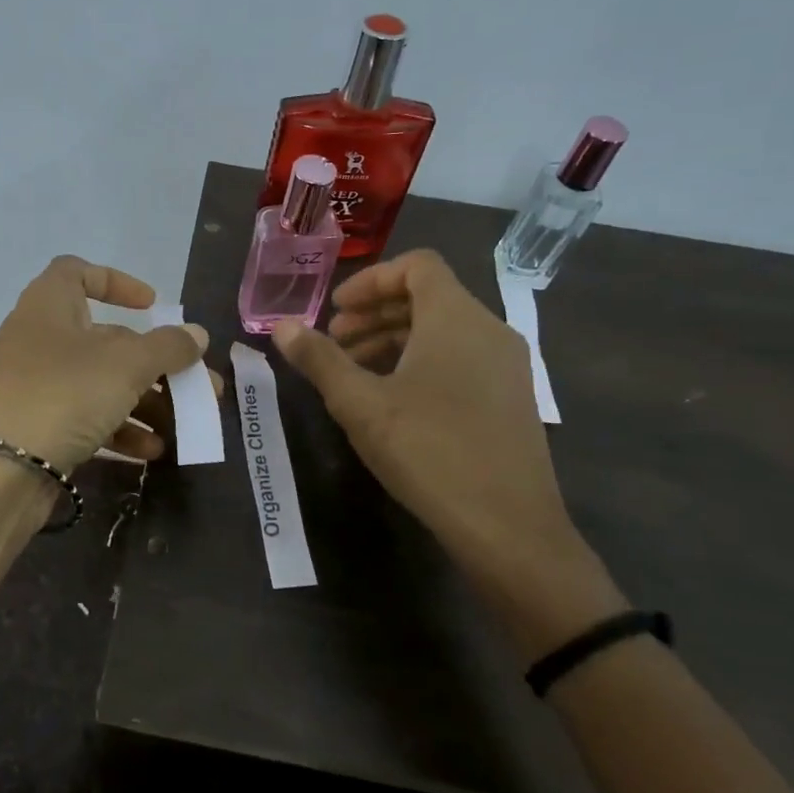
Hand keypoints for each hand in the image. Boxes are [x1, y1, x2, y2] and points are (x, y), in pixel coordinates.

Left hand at [0, 256, 209, 472]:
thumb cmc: (63, 395)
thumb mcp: (125, 365)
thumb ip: (167, 347)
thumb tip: (196, 334)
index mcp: (49, 306)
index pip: (77, 272)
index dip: (117, 282)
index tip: (152, 306)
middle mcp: (39, 340)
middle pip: (106, 339)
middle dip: (155, 362)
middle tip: (197, 384)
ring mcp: (35, 386)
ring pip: (101, 383)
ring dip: (145, 401)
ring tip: (184, 425)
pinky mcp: (37, 426)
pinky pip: (86, 417)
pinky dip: (119, 428)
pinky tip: (151, 450)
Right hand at [271, 249, 624, 659]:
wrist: (508, 527)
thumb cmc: (429, 451)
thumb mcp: (360, 404)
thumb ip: (319, 360)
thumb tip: (282, 326)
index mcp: (456, 318)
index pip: (417, 266)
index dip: (371, 280)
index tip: (335, 312)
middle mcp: (489, 330)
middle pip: (428, 297)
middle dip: (375, 314)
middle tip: (334, 343)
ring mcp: (507, 366)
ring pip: (444, 331)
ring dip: (394, 339)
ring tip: (355, 373)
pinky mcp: (511, 398)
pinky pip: (461, 359)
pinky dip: (422, 362)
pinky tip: (393, 400)